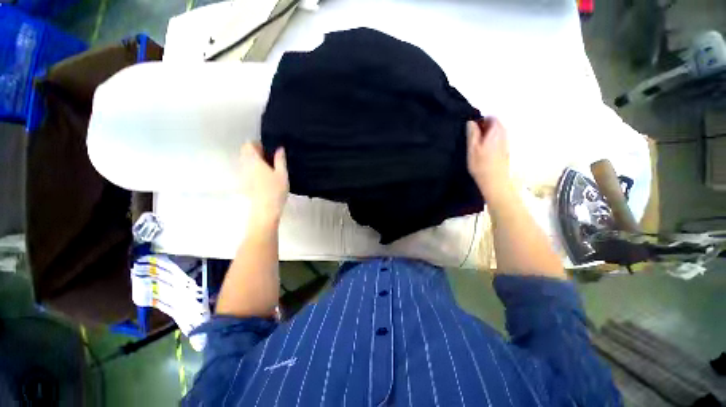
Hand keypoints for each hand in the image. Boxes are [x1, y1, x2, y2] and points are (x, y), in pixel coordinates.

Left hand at [239, 142, 288, 227]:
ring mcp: (243, 175)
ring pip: (246, 162)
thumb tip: (279, 148)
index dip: (257, 144)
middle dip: (255, 151)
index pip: (248, 145)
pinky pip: (247, 170)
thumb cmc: (275, 190)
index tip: (268, 148)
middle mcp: (245, 166)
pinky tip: (265, 176)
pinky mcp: (245, 184)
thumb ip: (280, 160)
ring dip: (255, 160)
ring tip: (269, 166)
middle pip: (245, 153)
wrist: (265, 210)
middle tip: (270, 156)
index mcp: (254, 161)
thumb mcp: (282, 174)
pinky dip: (254, 169)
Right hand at [466, 118, 511, 198]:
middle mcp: (504, 135)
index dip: (481, 120)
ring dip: (487, 135)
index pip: (492, 117)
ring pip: (496, 132)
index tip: (472, 129)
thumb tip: (471, 121)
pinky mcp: (505, 151)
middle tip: (472, 137)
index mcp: (496, 132)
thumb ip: (472, 134)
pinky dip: (490, 141)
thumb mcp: (472, 149)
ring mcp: (506, 143)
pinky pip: (498, 140)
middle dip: (484, 127)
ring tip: (476, 145)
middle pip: (495, 124)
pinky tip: (483, 151)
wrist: (494, 181)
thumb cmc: (481, 165)